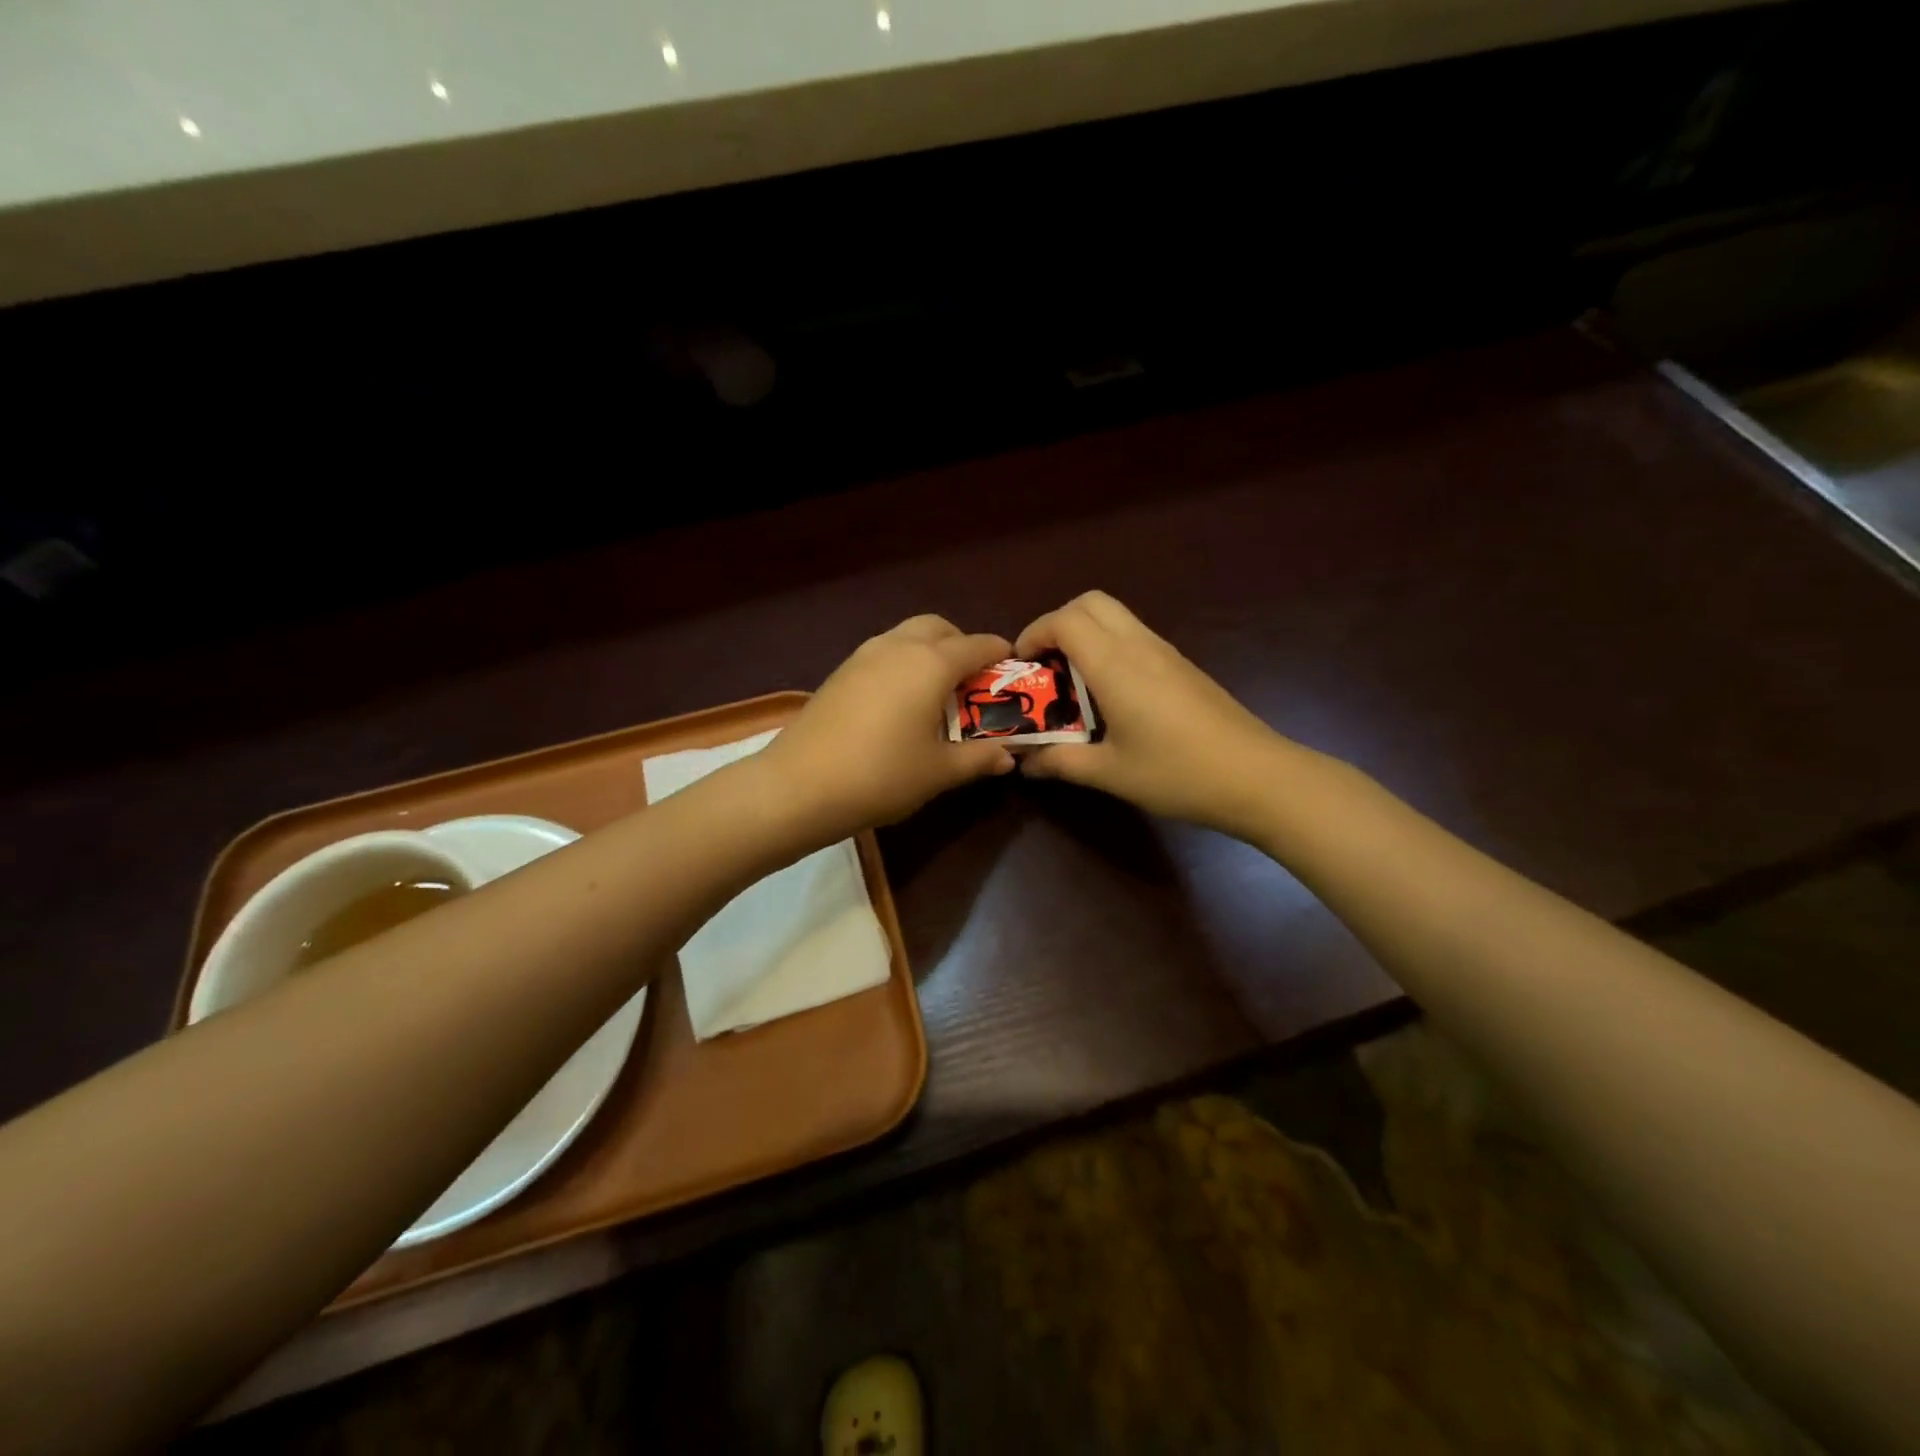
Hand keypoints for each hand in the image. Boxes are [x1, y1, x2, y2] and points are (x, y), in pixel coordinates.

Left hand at [757, 615, 1017, 841]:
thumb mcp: (938, 772)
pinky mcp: (840, 672)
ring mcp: (863, 655)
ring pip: (907, 636)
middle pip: (939, 628)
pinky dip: (903, 663)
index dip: (1000, 654)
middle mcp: (898, 647)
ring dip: (930, 651)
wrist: (799, 785)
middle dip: (962, 644)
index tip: (1014, 668)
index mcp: (931, 664)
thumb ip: (978, 758)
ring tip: (937, 692)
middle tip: (972, 681)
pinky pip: (884, 653)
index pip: (977, 646)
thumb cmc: (881, 775)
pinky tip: (900, 702)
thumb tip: (1008, 757)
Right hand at [1014, 591, 1298, 838]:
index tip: (1021, 667)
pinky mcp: (1182, 665)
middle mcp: (1139, 645)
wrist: (1256, 777)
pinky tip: (1109, 695)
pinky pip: (1134, 636)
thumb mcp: (1110, 773)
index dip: (1033, 634)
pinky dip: (1109, 647)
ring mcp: (1165, 652)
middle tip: (1045, 665)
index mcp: (1115, 665)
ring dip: (1085, 634)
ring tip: (1071, 681)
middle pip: (1090, 602)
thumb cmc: (1177, 773)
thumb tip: (1025, 763)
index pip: (1064, 620)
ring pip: (1115, 616)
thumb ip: (1061, 762)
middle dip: (1057, 623)